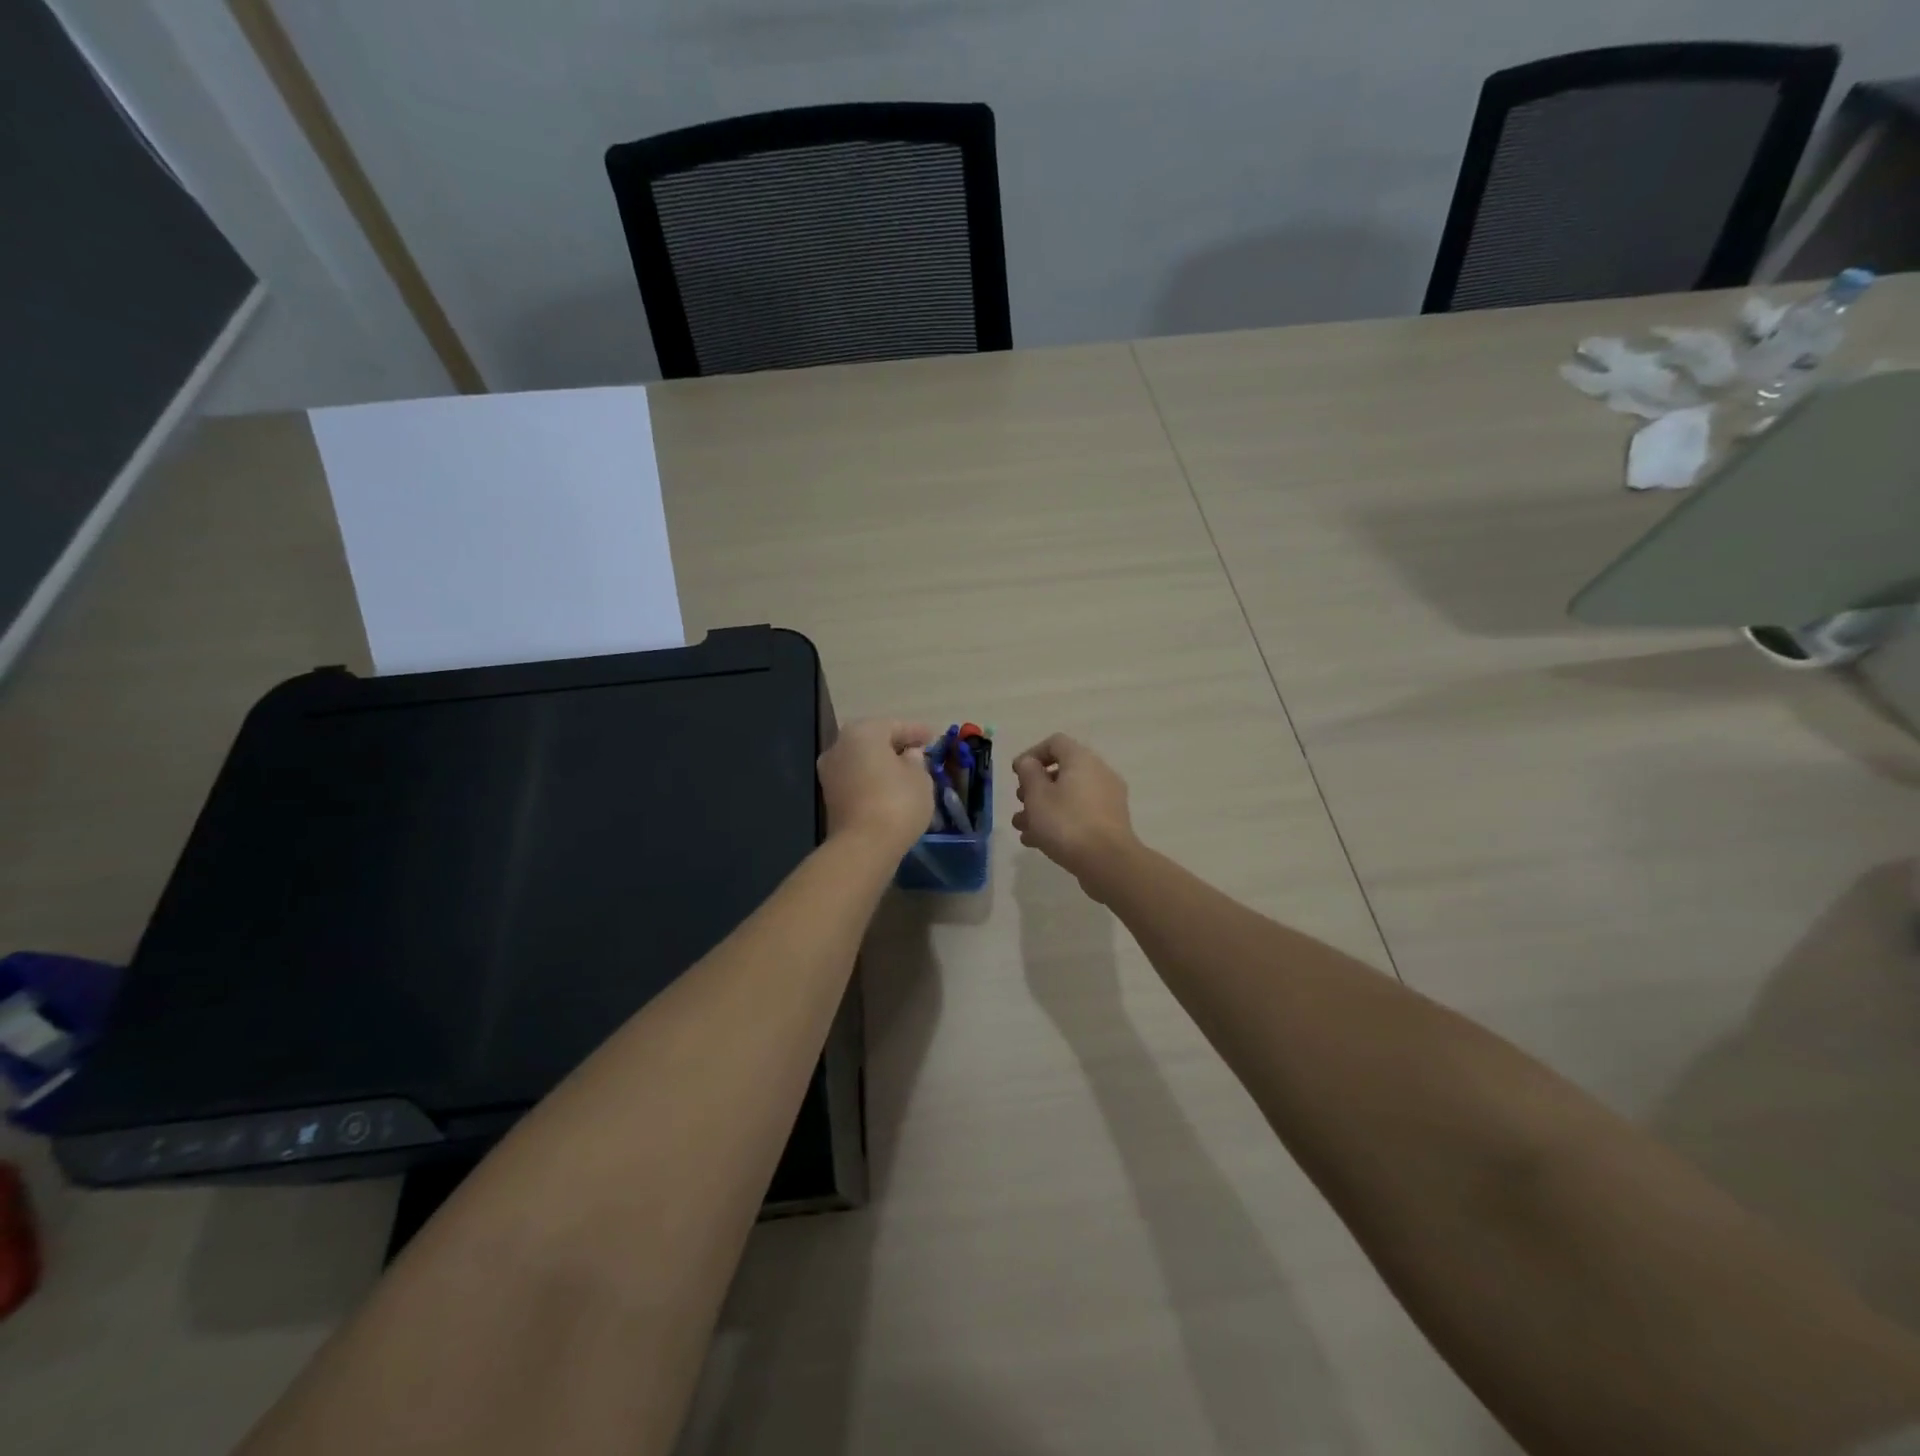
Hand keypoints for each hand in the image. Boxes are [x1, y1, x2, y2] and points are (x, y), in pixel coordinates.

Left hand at [818, 718, 936, 858]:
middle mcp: (839, 746)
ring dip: (883, 763)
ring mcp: (830, 772)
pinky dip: (873, 779)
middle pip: (874, 740)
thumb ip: (916, 761)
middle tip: (920, 751)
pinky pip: (857, 778)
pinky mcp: (830, 796)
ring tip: (907, 771)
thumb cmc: (898, 802)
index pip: (895, 726)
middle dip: (896, 745)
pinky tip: (891, 788)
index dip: (917, 731)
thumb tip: (909, 756)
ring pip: (863, 760)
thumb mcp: (920, 778)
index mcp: (863, 732)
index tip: (934, 737)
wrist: (863, 845)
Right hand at [1011, 734, 1138, 894]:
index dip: (1032, 754)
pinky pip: (1080, 814)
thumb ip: (1029, 773)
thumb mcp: (1037, 795)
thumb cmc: (1066, 823)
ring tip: (1022, 827)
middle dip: (1035, 787)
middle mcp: (1099, 773)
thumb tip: (1029, 763)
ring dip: (1043, 808)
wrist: (1107, 862)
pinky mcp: (1110, 822)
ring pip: (1069, 796)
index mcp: (1082, 760)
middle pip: (1062, 771)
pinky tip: (1038, 842)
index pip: (1055, 742)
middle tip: (1020, 802)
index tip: (1016, 774)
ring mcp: (1108, 799)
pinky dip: (1059, 821)